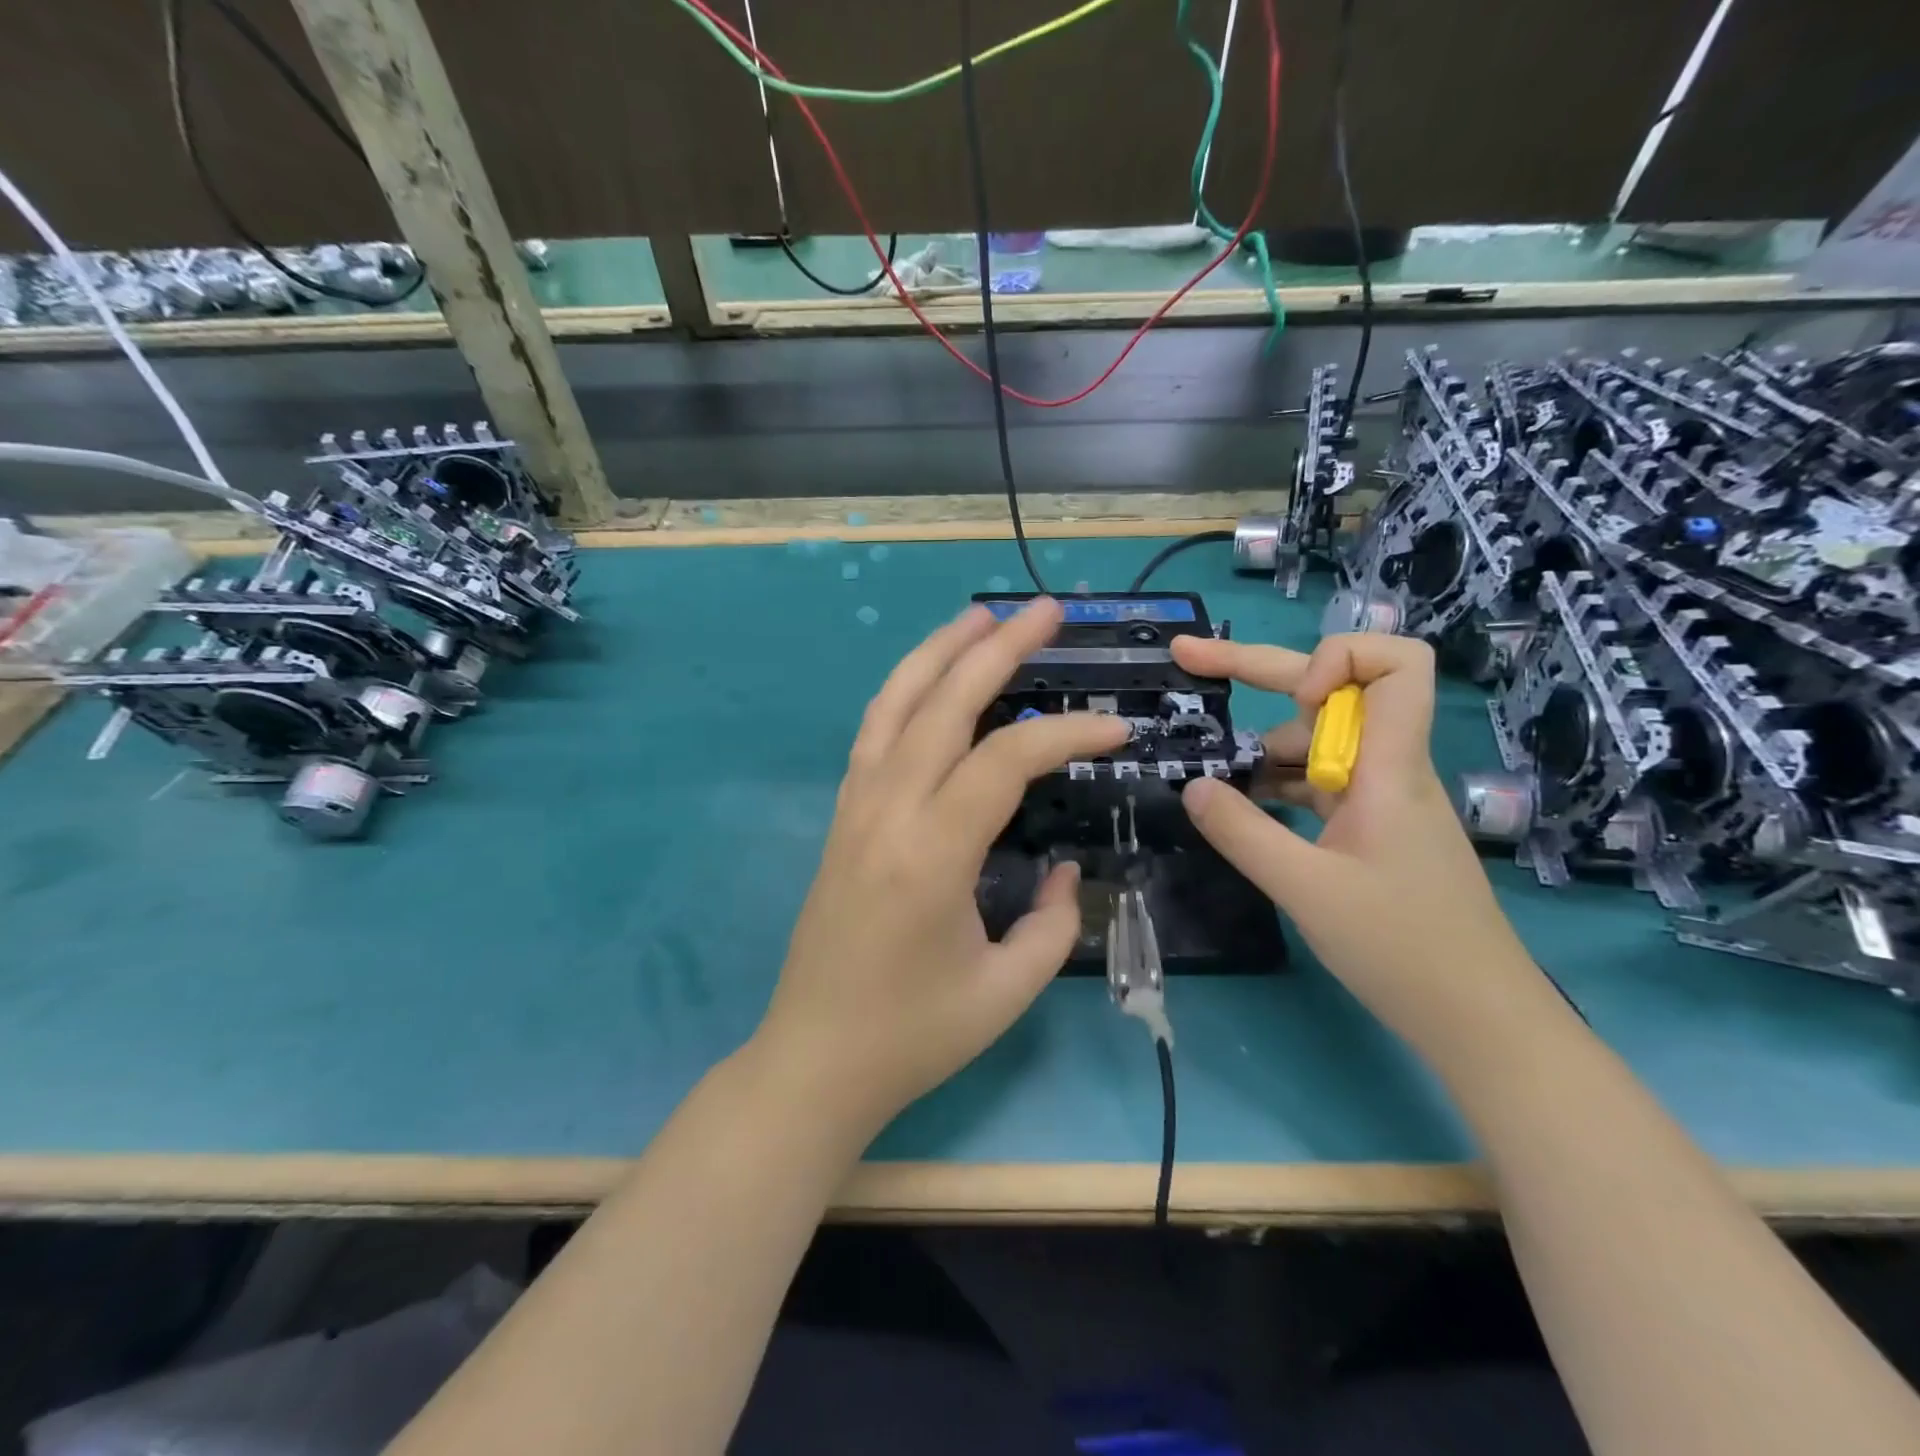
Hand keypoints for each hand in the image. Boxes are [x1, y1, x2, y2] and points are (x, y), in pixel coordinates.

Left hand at [755, 599, 1128, 1136]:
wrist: (815, 1059)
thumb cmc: (914, 1035)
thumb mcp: (1008, 989)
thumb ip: (1055, 920)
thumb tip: (1063, 867)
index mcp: (932, 852)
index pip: (1004, 759)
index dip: (1065, 732)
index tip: (1114, 728)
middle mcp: (886, 811)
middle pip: (943, 704)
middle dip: (998, 649)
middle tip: (1044, 609)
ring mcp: (855, 808)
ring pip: (895, 704)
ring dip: (938, 653)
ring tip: (981, 617)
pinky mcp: (841, 817)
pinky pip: (873, 734)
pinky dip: (904, 692)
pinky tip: (930, 679)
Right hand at [1170, 632, 1541, 1040]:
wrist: (1477, 1018)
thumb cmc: (1402, 950)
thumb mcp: (1306, 890)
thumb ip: (1243, 833)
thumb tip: (1192, 786)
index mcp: (1389, 768)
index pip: (1397, 665)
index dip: (1338, 659)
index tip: (1290, 700)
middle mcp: (1387, 768)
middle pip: (1331, 691)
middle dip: (1255, 670)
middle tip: (1186, 659)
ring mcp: (1378, 798)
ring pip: (1315, 741)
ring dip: (1260, 746)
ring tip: (1209, 776)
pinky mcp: (1369, 827)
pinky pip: (1315, 782)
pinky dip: (1274, 783)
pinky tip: (1239, 806)